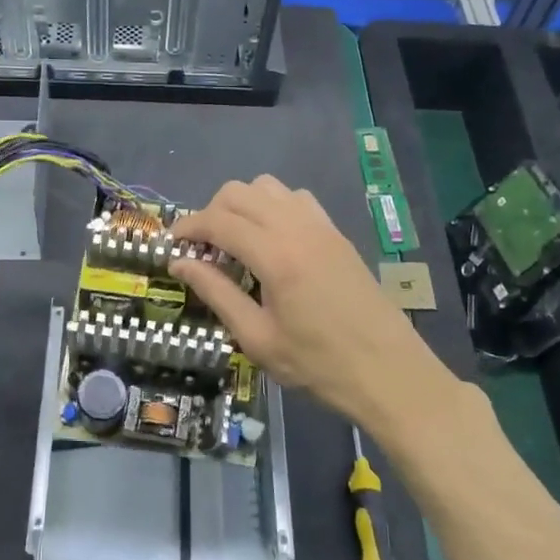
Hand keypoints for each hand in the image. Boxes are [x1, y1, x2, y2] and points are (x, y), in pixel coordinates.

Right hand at [169, 176, 447, 431]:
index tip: (170, 246)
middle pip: (238, 192)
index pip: (217, 220)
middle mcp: (297, 227)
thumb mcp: (257, 338)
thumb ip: (216, 293)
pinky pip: (296, 198)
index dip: (187, 227)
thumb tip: (180, 263)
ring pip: (267, 187)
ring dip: (241, 205)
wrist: (389, 372)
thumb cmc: (318, 365)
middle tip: (201, 249)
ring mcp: (321, 226)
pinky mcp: (336, 233)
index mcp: (275, 256)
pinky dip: (272, 206)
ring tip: (234, 242)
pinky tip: (271, 240)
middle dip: (210, 213)